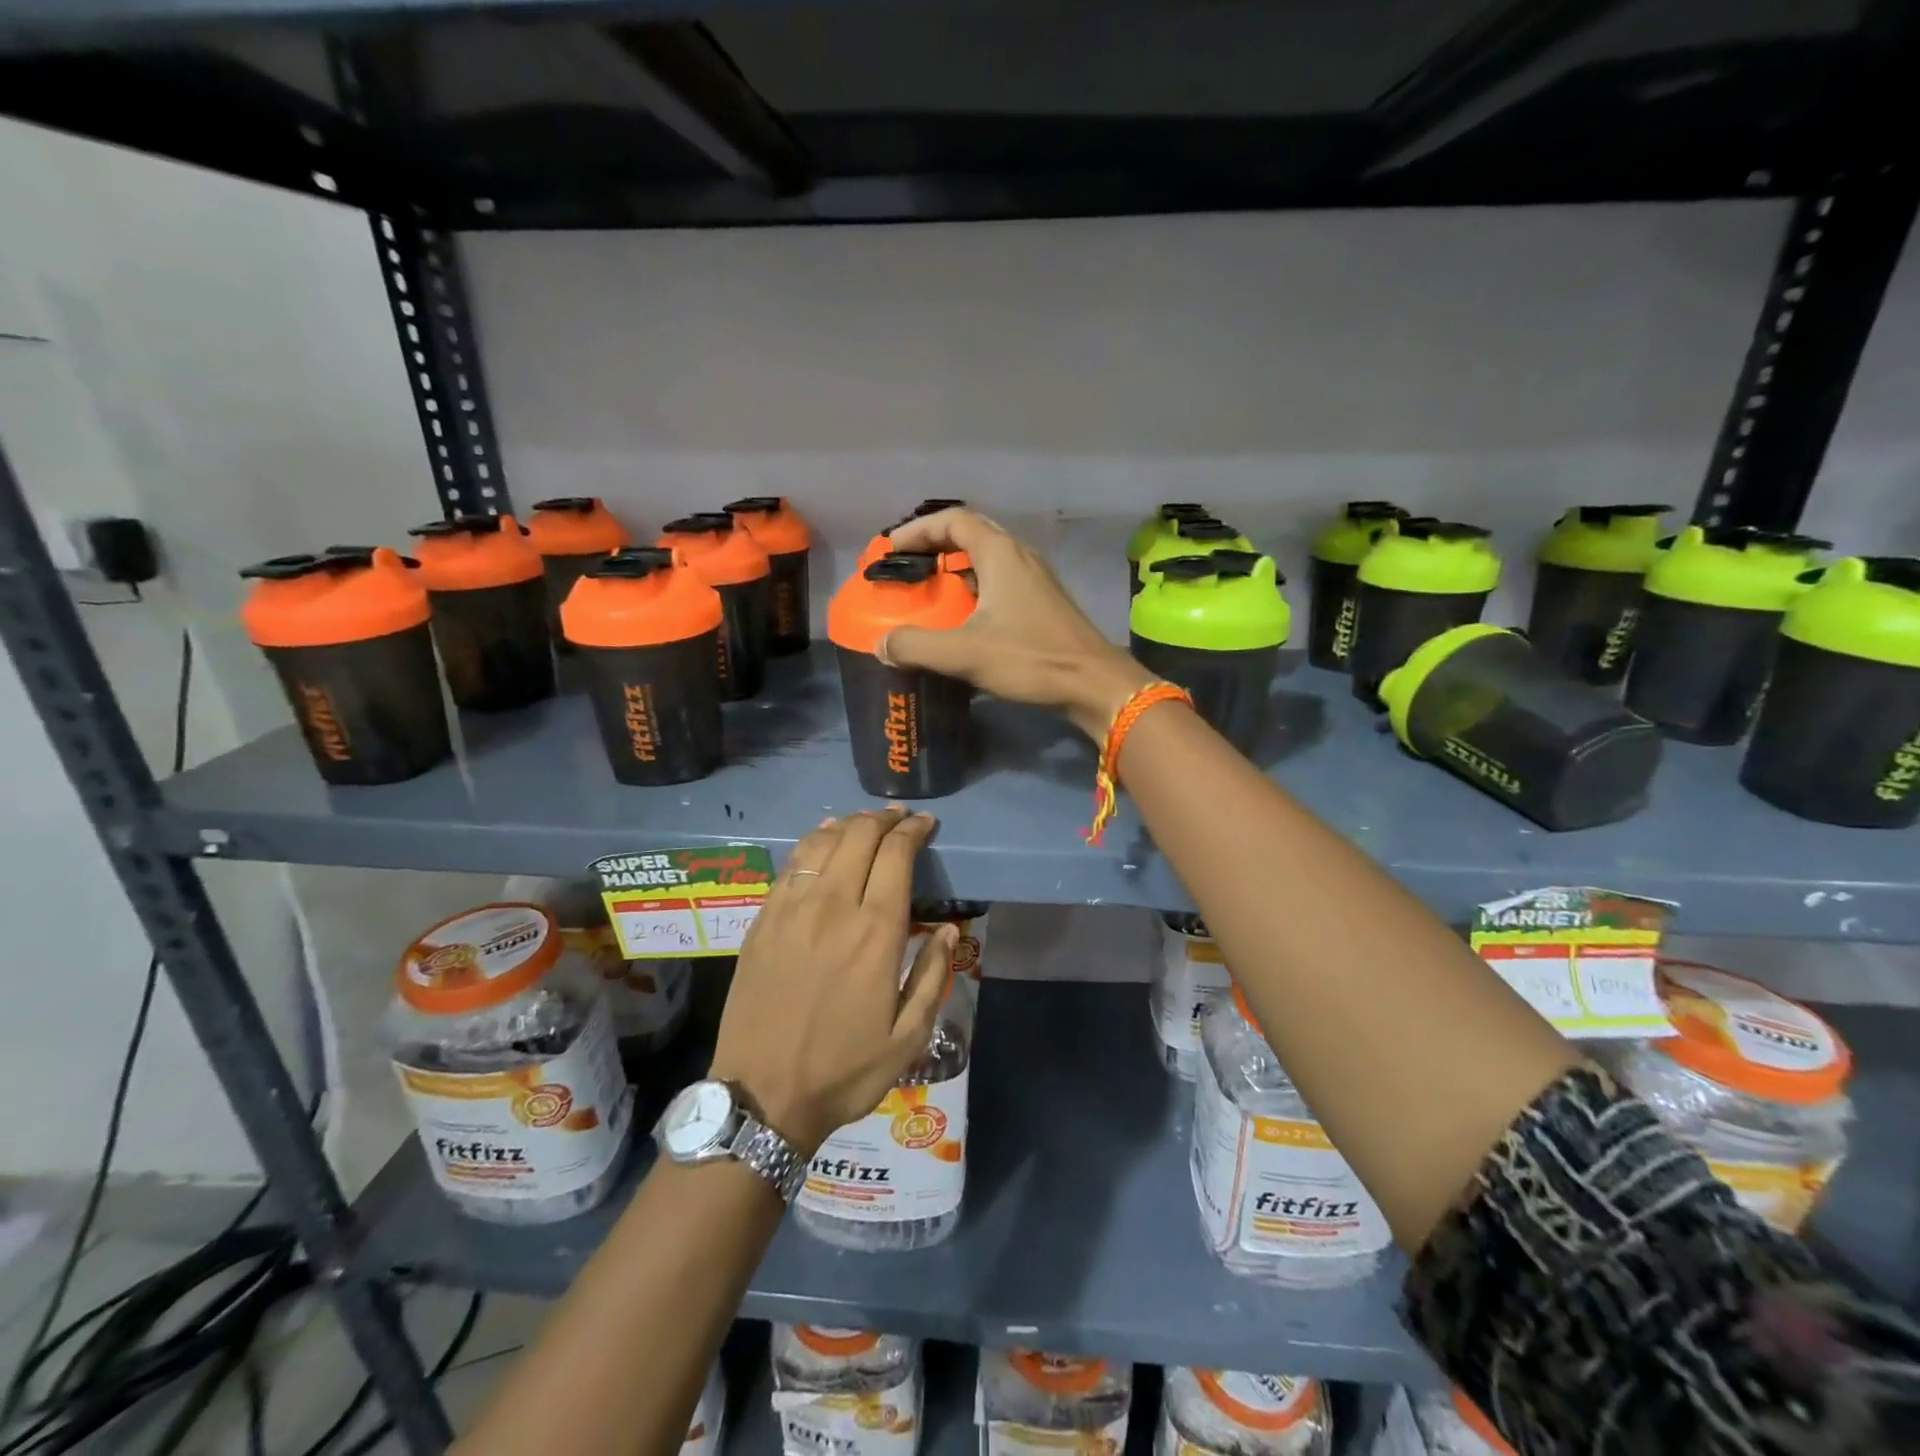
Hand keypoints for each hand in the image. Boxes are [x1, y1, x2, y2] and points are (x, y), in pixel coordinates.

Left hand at [710, 807, 955, 1154]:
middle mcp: (834, 907)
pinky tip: (822, 838)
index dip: (914, 830)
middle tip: (899, 817)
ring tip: (865, 822)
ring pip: (823, 842)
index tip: (925, 823)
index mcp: (876, 933)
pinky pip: (792, 864)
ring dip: (849, 823)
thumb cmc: (844, 1070)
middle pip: (860, 836)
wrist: (762, 1095)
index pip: (897, 856)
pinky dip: (813, 841)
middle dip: (884, 819)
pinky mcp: (763, 919)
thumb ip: (933, 976)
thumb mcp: (908, 1037)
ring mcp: (792, 909)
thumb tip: (947, 929)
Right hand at [882, 508, 1156, 739]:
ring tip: (930, 588)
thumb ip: (916, 645)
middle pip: (972, 533)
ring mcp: (1036, 579)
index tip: (890, 548)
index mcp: (1001, 554)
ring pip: (989, 558)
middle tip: (907, 564)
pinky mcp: (1044, 603)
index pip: (953, 520)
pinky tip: (964, 617)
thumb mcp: (965, 653)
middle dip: (935, 544)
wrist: (1095, 685)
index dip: (918, 529)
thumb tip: (882, 644)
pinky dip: (975, 587)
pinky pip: (1001, 581)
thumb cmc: (1031, 659)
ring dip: (957, 566)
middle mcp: (1020, 557)